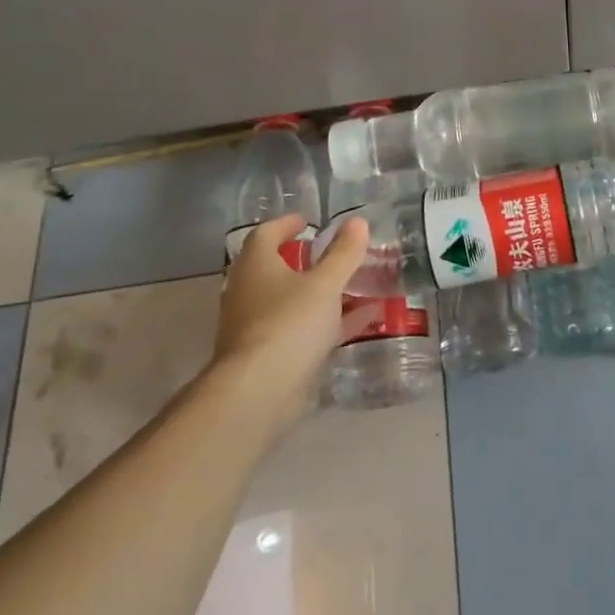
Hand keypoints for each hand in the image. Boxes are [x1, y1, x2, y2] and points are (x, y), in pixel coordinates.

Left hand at [213, 213, 380, 407]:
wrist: (258, 392)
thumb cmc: (289, 323)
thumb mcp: (325, 283)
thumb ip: (344, 253)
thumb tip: (357, 221)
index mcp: (256, 267)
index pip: (265, 234)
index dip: (286, 224)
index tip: (308, 221)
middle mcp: (250, 293)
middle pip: (276, 269)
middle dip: (305, 260)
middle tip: (333, 253)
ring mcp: (258, 327)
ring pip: (292, 302)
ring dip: (320, 292)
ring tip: (355, 284)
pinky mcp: (271, 356)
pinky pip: (304, 330)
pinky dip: (330, 321)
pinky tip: (364, 319)